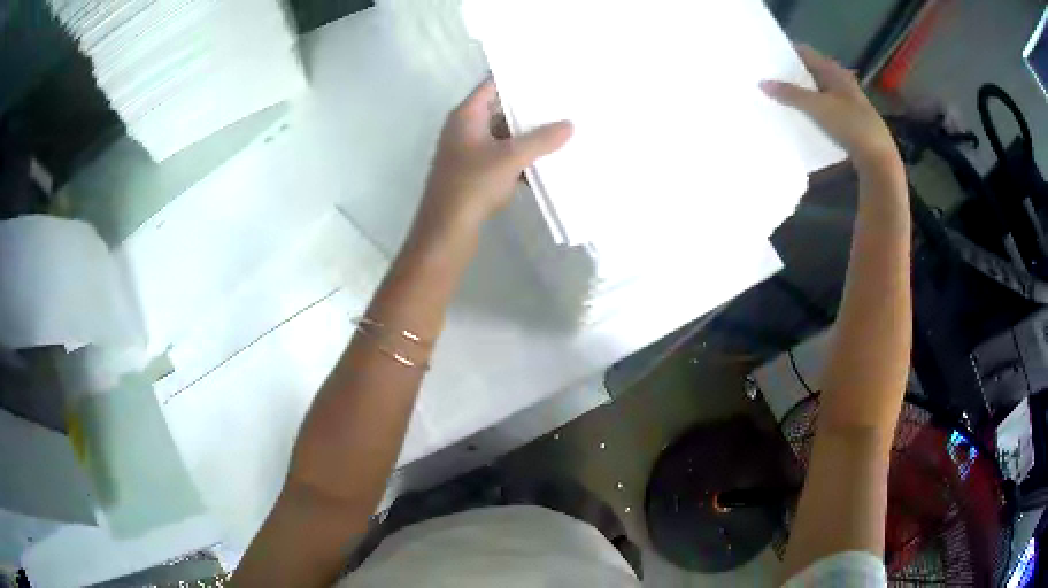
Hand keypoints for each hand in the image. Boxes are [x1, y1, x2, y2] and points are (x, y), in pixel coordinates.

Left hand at [417, 79, 572, 235]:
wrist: (446, 232)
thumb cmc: (471, 186)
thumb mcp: (509, 158)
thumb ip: (541, 140)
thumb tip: (570, 125)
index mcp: (466, 116)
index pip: (492, 85)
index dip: (517, 79)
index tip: (547, 75)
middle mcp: (465, 129)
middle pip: (501, 110)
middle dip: (530, 109)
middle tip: (562, 102)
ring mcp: (470, 153)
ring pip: (505, 136)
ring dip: (529, 137)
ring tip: (563, 130)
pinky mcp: (476, 174)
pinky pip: (504, 158)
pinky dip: (522, 159)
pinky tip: (548, 163)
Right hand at [761, 45, 900, 174]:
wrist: (879, 159)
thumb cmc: (851, 126)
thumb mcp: (818, 107)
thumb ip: (790, 94)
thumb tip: (762, 83)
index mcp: (834, 71)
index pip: (804, 52)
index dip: (785, 51)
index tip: (765, 56)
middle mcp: (840, 82)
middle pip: (810, 72)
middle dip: (790, 74)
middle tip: (766, 77)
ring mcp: (845, 102)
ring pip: (816, 91)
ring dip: (799, 94)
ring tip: (777, 97)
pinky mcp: (847, 121)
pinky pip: (823, 109)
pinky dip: (810, 109)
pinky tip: (798, 117)